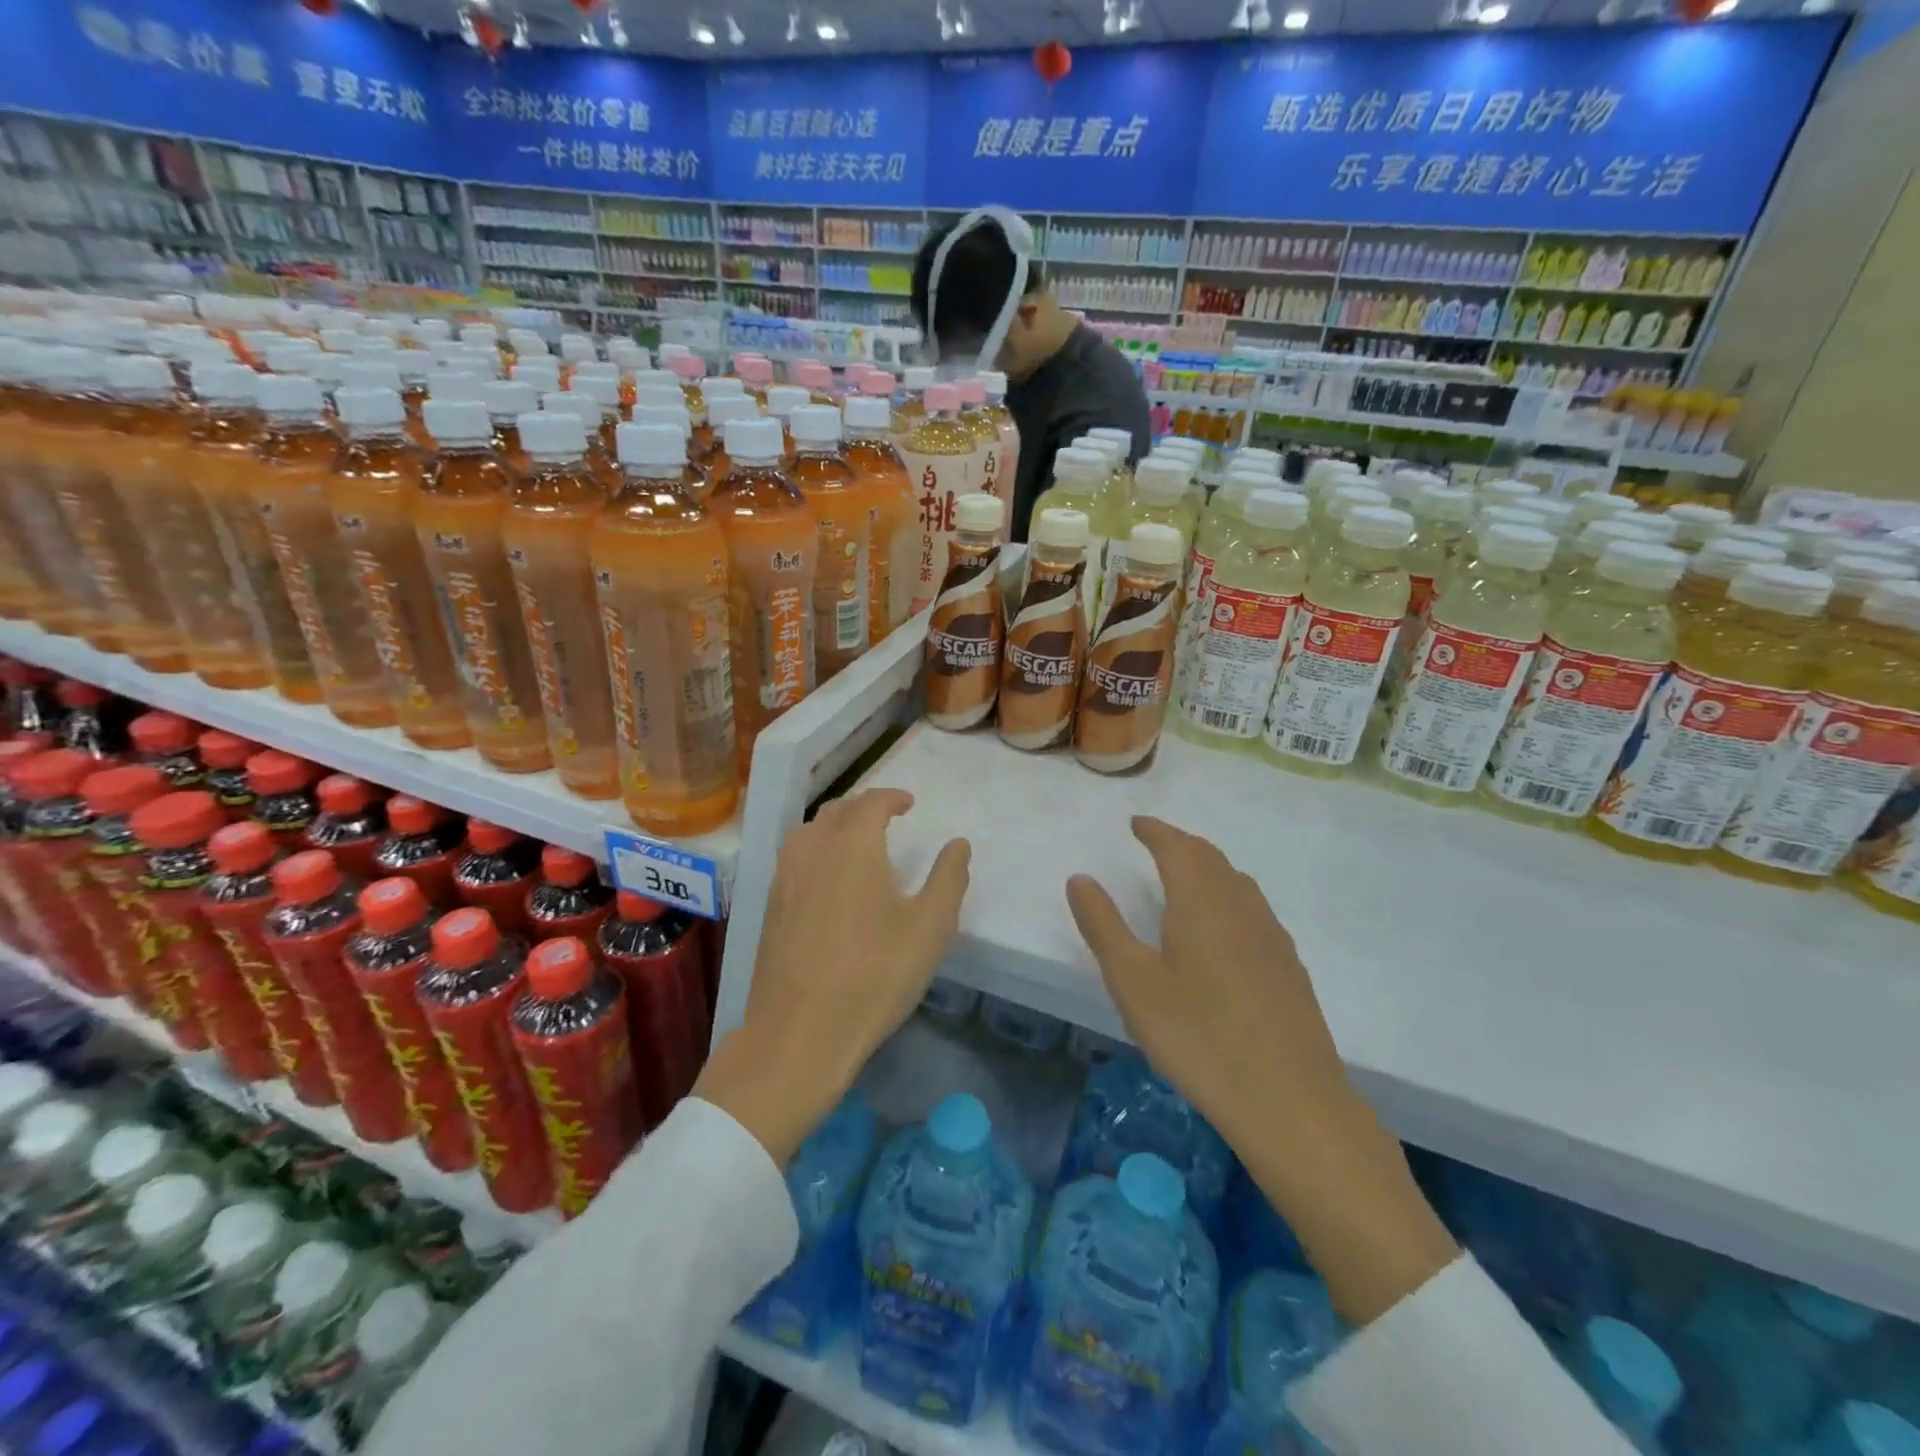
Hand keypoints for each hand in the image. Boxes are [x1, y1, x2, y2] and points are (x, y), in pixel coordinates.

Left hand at [697, 789, 970, 1164]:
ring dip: (833, 827)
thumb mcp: (929, 929)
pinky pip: (793, 860)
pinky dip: (814, 851)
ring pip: (807, 833)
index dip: (891, 797)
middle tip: (886, 819)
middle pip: (835, 812)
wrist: (800, 1034)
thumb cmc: (874, 976)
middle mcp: (813, 852)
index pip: (870, 803)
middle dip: (862, 807)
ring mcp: (784, 880)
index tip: (909, 803)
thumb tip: (958, 844)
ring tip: (854, 843)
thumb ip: (948, 879)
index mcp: (853, 847)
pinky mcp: (770, 909)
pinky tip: (826, 880)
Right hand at [1067, 817, 1455, 1325]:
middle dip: (1180, 844)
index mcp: (1201, 900)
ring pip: (1236, 882)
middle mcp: (1240, 905)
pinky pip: (1252, 909)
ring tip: (1184, 877)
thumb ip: (1103, 925)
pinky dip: (1228, 897)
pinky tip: (1222, 928)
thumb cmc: (1198, 1036)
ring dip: (1207, 867)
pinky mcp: (1289, 966)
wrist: (1291, 1101)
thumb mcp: (1133, 982)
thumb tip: (1080, 877)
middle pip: (1210, 858)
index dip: (1155, 830)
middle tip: (1155, 843)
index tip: (1136, 823)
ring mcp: (1271, 936)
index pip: (1177, 846)